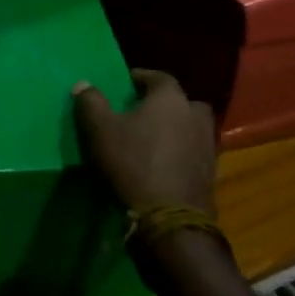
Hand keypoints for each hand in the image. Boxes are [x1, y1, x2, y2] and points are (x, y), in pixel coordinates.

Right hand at [72, 70, 218, 219]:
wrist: (170, 218)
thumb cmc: (133, 164)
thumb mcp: (100, 130)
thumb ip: (91, 102)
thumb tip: (83, 83)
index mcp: (170, 99)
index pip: (159, 77)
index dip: (141, 77)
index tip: (126, 83)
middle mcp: (194, 116)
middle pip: (182, 102)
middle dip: (165, 104)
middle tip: (143, 112)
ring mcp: (207, 146)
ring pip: (192, 128)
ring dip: (176, 129)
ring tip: (153, 140)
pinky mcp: (210, 174)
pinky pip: (194, 153)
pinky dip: (182, 154)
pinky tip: (164, 165)